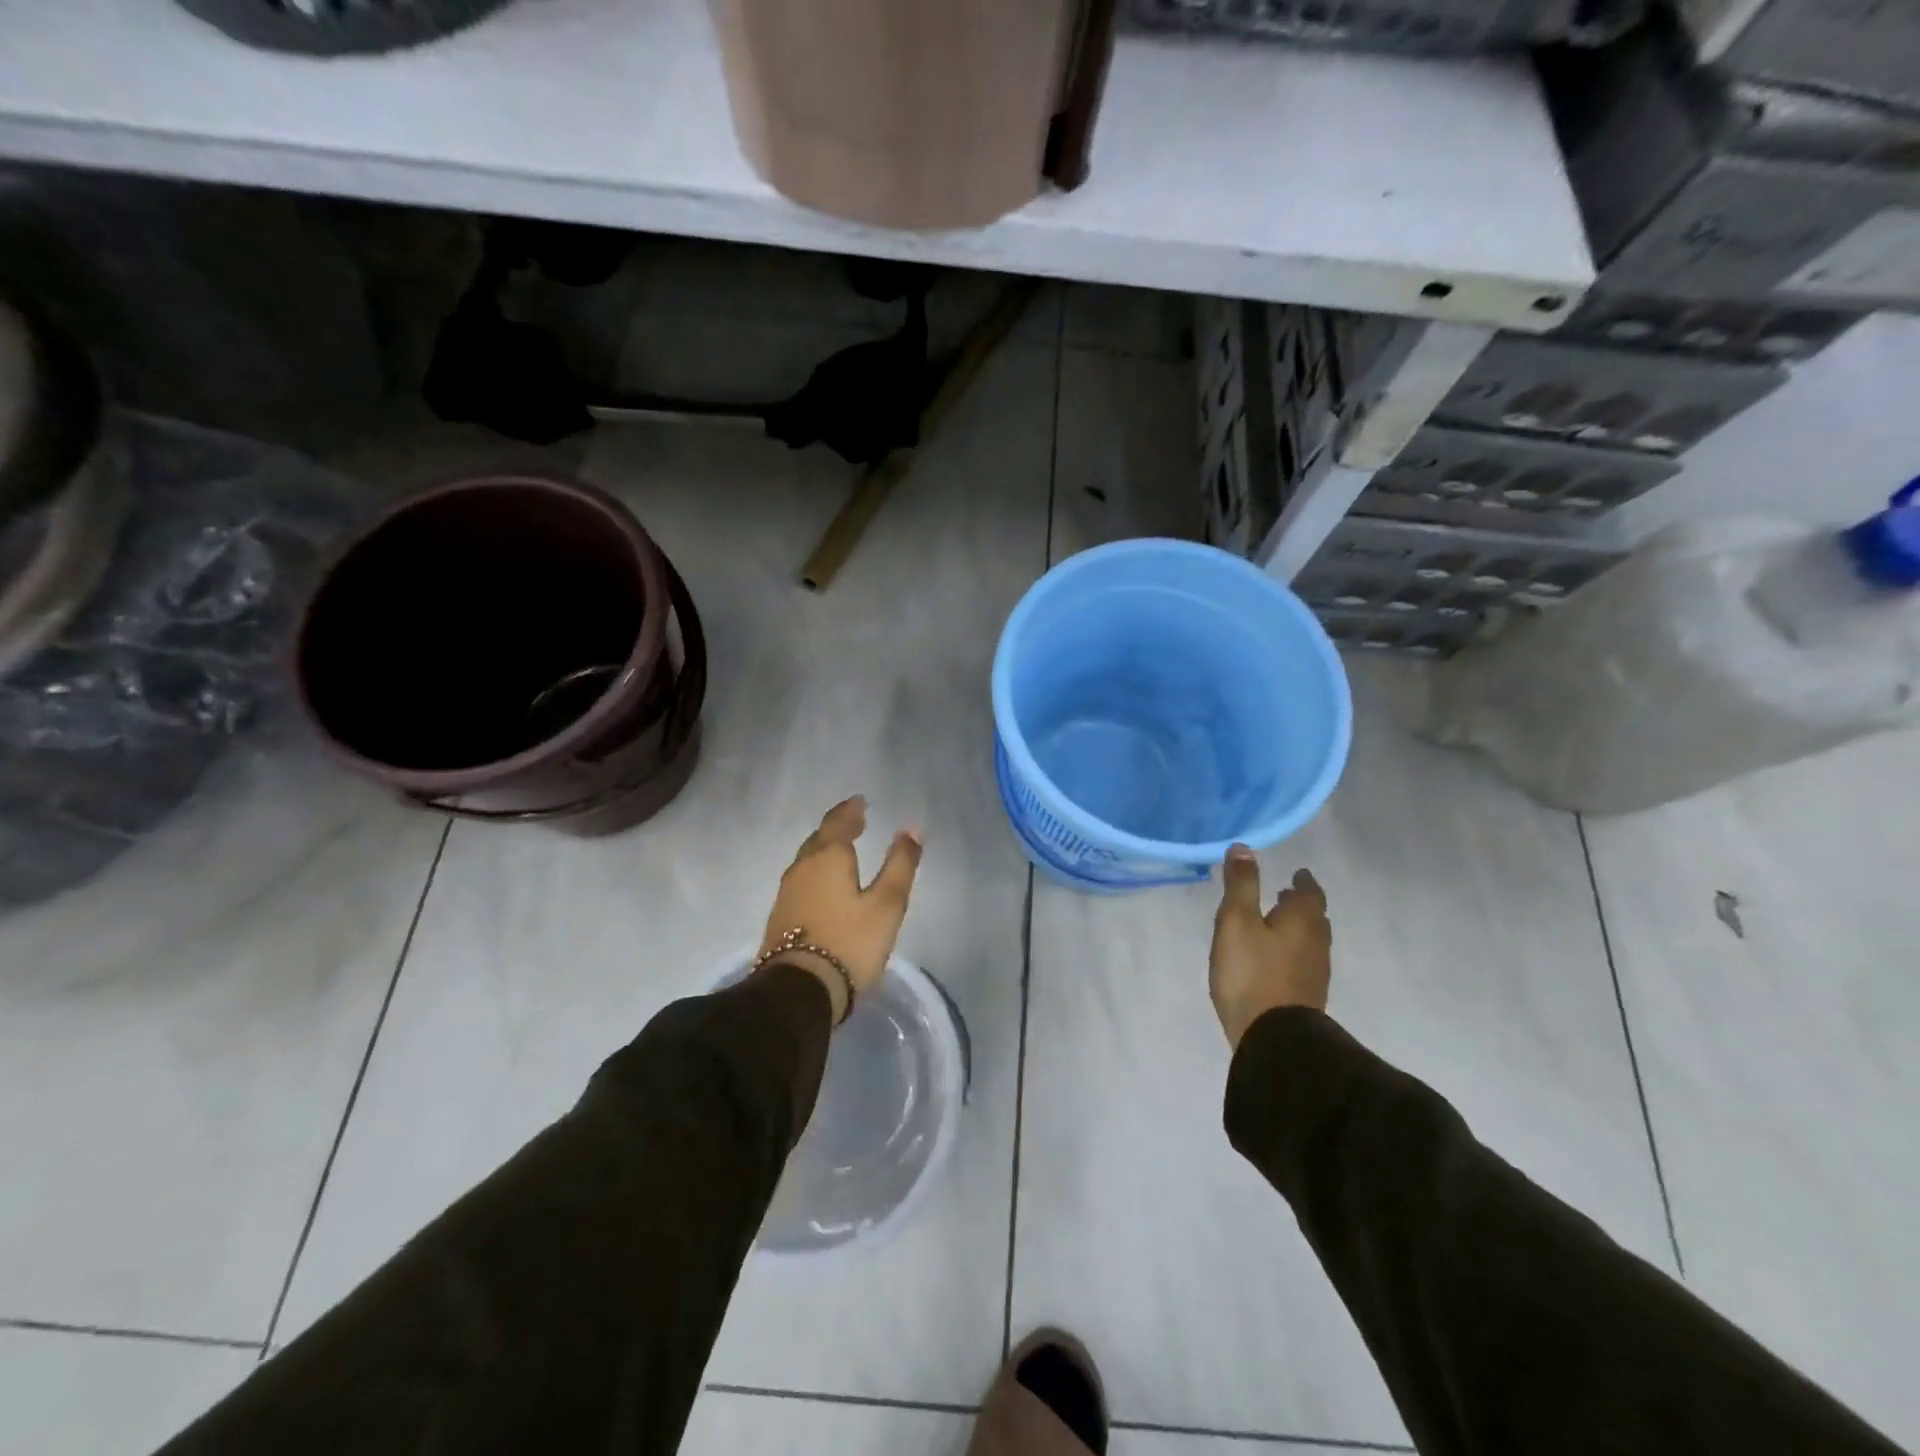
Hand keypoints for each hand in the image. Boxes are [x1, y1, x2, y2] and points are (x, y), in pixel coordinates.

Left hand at [758, 797, 923, 1023]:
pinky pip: (802, 881)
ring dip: (825, 849)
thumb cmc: (849, 943)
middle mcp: (802, 868)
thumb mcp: (886, 904)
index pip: (838, 822)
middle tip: (855, 822)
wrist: (798, 993)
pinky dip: (817, 872)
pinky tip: (825, 885)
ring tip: (843, 850)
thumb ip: (900, 864)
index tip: (861, 802)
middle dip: (838, 827)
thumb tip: (912, 828)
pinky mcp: (780, 918)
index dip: (851, 810)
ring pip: (808, 860)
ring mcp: (787, 893)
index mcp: (827, 857)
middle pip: (819, 838)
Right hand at [1210, 845, 1331, 1048]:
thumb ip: (1241, 884)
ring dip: (1297, 927)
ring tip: (1276, 923)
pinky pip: (1303, 961)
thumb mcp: (1236, 921)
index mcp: (1303, 920)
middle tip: (1284, 895)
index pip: (1310, 892)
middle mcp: (1317, 942)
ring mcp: (1315, 972)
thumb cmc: (1252, 972)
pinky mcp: (1307, 996)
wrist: (1274, 1038)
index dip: (1303, 881)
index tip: (1296, 873)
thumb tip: (1244, 847)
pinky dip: (1292, 950)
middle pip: (1314, 916)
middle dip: (1300, 903)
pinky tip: (1274, 957)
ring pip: (1310, 940)